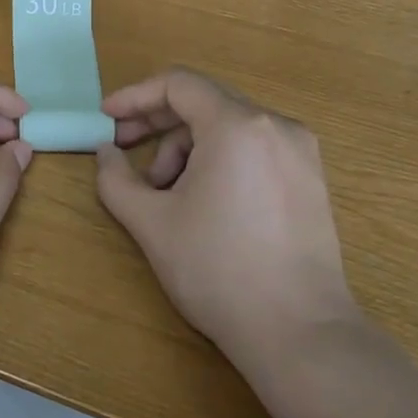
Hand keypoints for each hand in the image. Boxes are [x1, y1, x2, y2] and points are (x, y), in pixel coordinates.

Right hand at [95, 69, 355, 354]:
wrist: (299, 333)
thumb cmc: (217, 269)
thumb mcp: (151, 222)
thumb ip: (115, 178)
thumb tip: (106, 152)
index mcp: (238, 125)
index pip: (178, 84)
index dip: (134, 96)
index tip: (106, 118)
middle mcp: (276, 125)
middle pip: (203, 102)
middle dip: (157, 124)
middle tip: (124, 151)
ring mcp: (301, 152)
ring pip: (227, 127)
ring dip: (186, 148)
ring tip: (165, 194)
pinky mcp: (311, 179)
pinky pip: (252, 148)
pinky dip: (217, 160)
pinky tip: (202, 200)